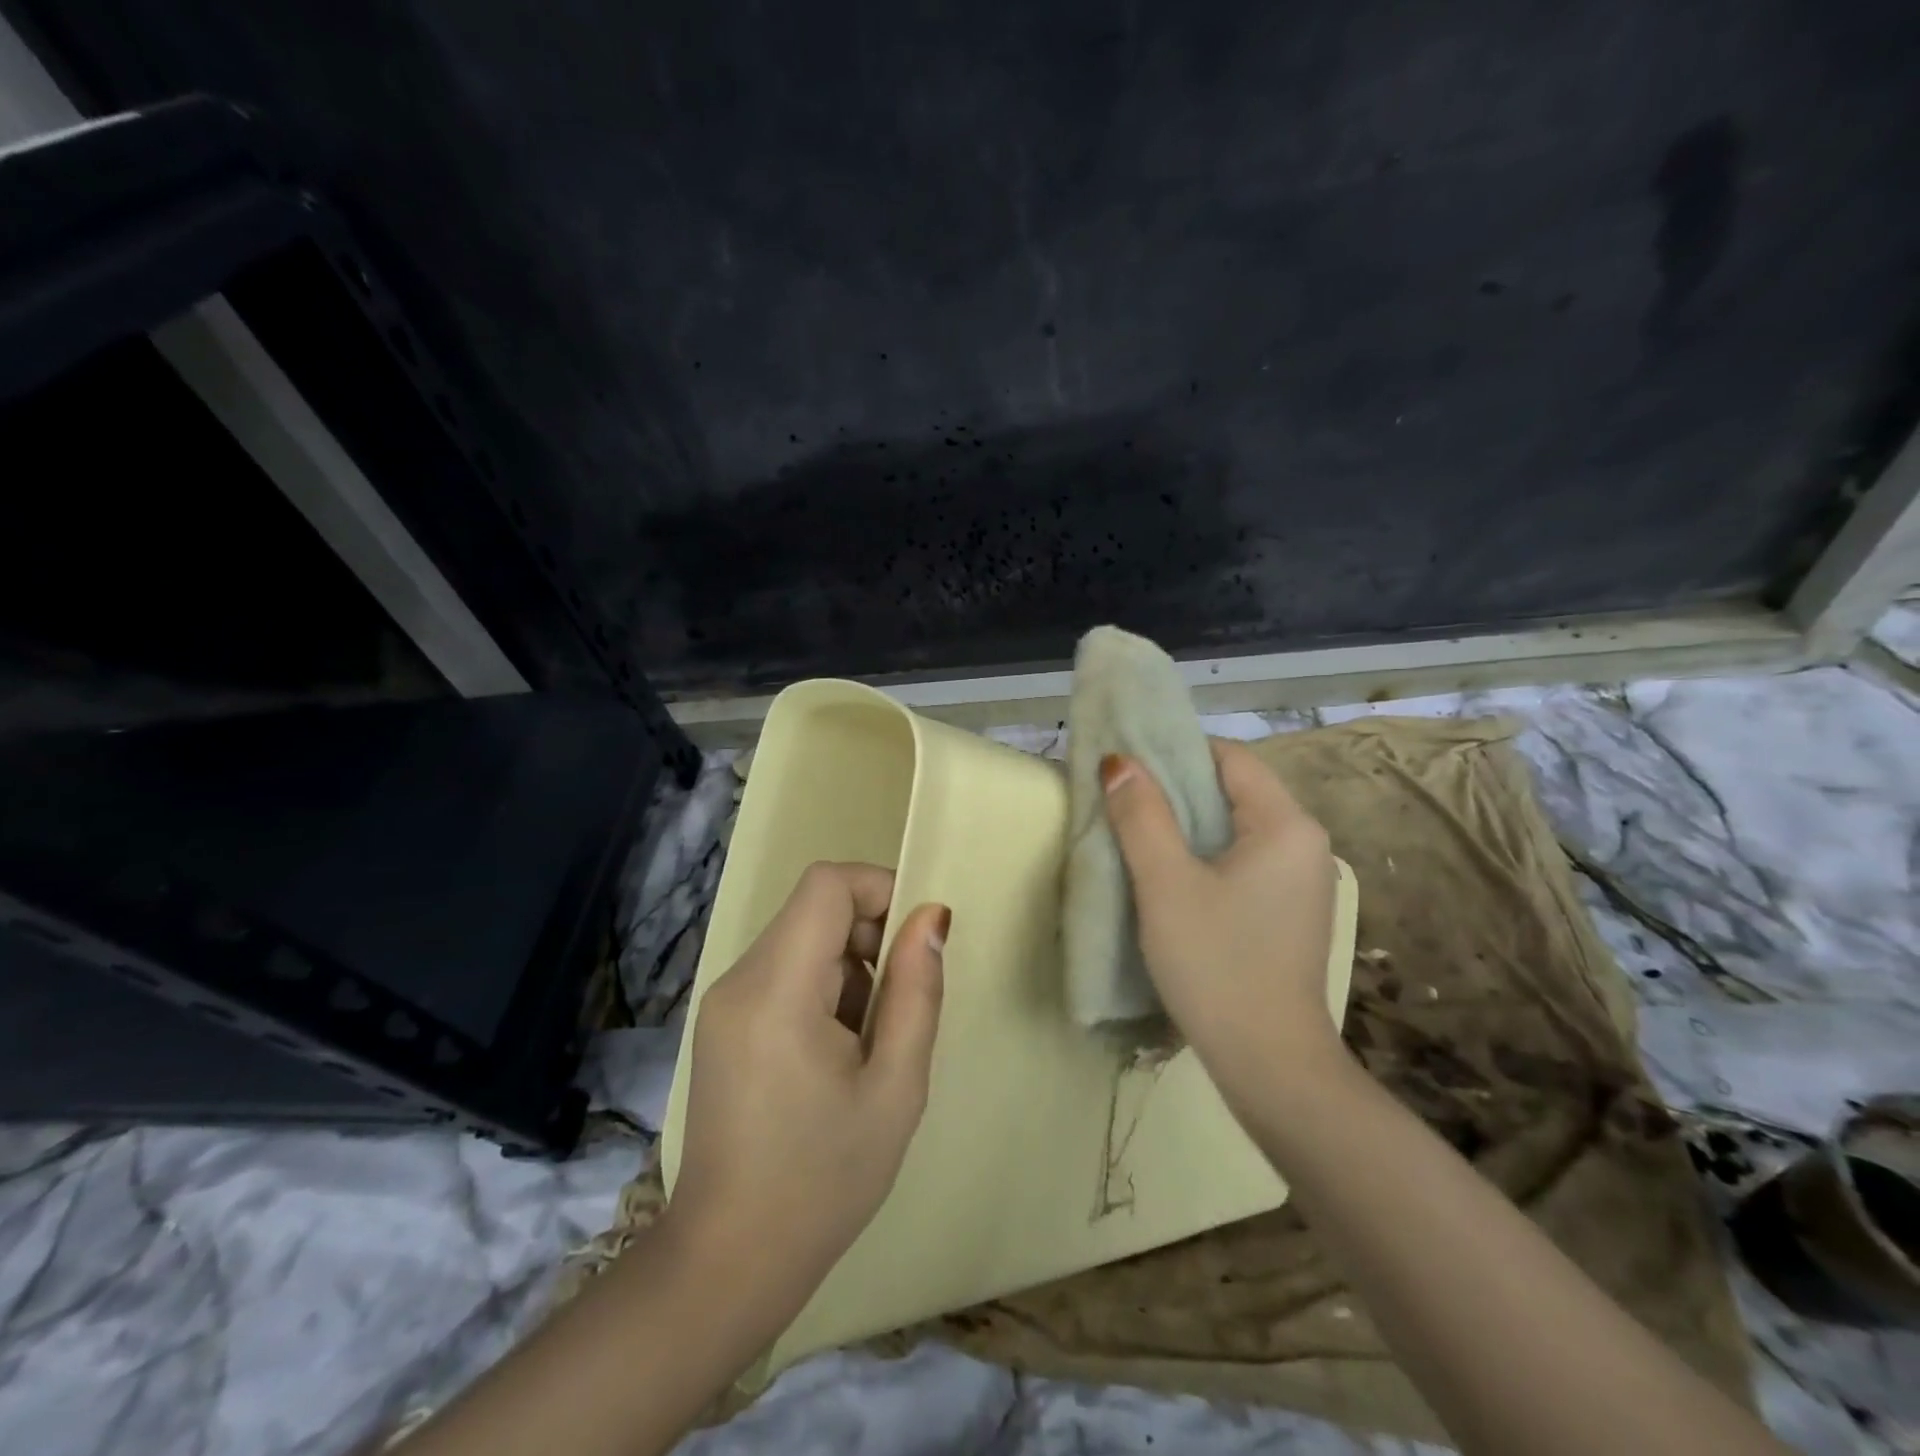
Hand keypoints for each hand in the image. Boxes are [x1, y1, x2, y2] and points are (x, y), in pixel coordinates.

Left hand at [668, 862, 947, 1303]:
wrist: (731, 1259)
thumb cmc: (825, 1178)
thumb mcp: (896, 1086)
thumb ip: (917, 990)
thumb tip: (931, 916)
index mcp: (777, 990)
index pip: (826, 884)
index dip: (878, 889)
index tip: (914, 940)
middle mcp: (740, 979)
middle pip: (814, 908)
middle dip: (869, 936)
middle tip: (898, 1004)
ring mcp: (723, 1000)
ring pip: (801, 937)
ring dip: (849, 966)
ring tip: (866, 1041)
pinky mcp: (722, 1021)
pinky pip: (782, 969)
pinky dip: (821, 986)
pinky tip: (834, 1052)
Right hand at [1100, 739, 1341, 1104]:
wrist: (1269, 1064)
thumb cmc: (1216, 963)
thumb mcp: (1166, 884)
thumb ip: (1141, 816)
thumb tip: (1119, 762)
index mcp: (1286, 825)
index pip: (1230, 757)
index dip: (1176, 752)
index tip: (1127, 765)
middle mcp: (1305, 843)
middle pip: (1234, 791)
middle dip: (1176, 789)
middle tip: (1121, 799)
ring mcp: (1301, 880)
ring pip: (1235, 828)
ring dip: (1186, 825)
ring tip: (1136, 833)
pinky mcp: (1289, 911)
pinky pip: (1242, 861)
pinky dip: (1204, 856)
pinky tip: (1169, 875)